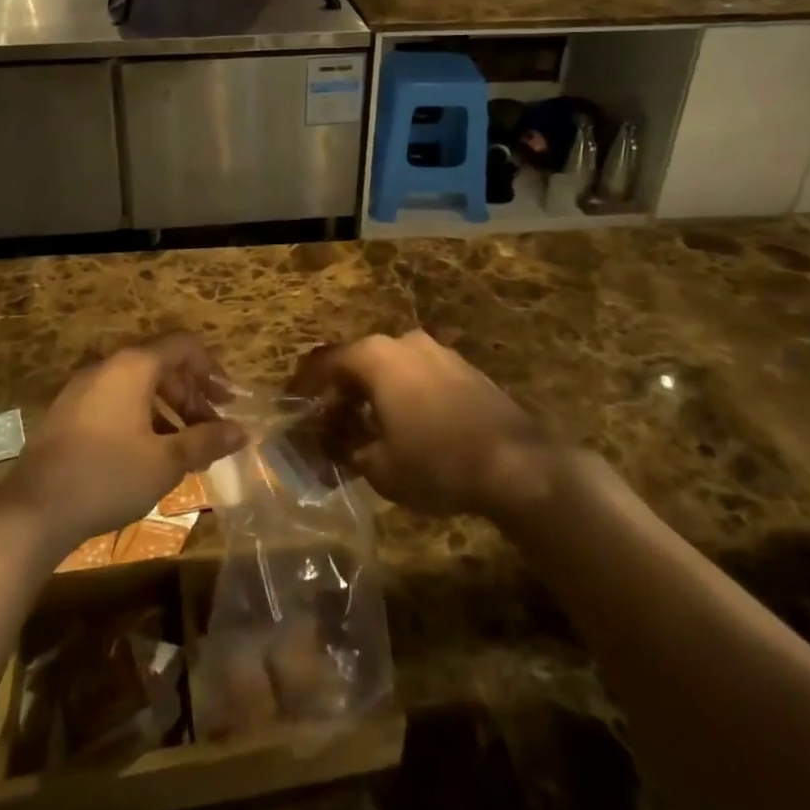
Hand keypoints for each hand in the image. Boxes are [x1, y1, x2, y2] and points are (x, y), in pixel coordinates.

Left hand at [7, 335, 245, 552]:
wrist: (33, 511)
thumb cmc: (109, 476)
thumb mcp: (166, 461)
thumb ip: (206, 440)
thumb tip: (242, 432)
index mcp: (133, 366)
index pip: (183, 346)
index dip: (212, 369)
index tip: (229, 401)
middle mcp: (107, 366)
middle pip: (161, 365)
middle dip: (192, 394)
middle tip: (211, 429)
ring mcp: (82, 388)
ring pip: (137, 385)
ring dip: (167, 408)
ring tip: (184, 446)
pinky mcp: (67, 413)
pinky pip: (115, 401)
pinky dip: (140, 416)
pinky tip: (148, 453)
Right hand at [292, 330, 550, 520]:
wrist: (519, 465)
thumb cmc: (437, 462)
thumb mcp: (379, 467)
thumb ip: (346, 449)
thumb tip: (330, 444)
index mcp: (376, 356)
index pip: (324, 362)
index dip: (303, 385)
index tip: (290, 405)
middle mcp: (403, 342)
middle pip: (357, 361)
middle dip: (338, 391)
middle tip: (325, 422)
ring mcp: (438, 351)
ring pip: (389, 367)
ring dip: (370, 393)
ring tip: (362, 427)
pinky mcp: (463, 368)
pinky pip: (417, 375)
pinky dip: (400, 394)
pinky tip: (402, 425)